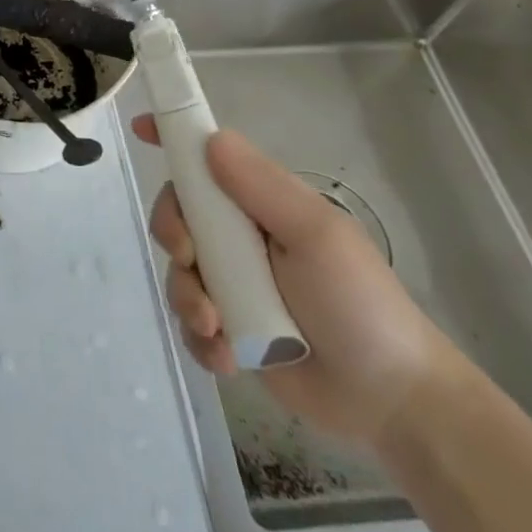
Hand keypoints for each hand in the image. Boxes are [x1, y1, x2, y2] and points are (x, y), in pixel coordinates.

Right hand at [133, 118, 470, 445]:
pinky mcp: (229, 330)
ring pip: (177, 271)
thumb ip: (262, 186)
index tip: (139, 128)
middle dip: (171, 233)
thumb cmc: (360, 303)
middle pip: (177, 213)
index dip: (172, 139)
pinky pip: (189, 322)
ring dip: (187, 297)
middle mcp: (239, 237)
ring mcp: (233, 284)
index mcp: (260, 203)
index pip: (207, 159)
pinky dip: (200, 338)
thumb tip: (210, 139)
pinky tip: (226, 357)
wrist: (392, 402)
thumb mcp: (317, 235)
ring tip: (218, 328)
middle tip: (189, 259)